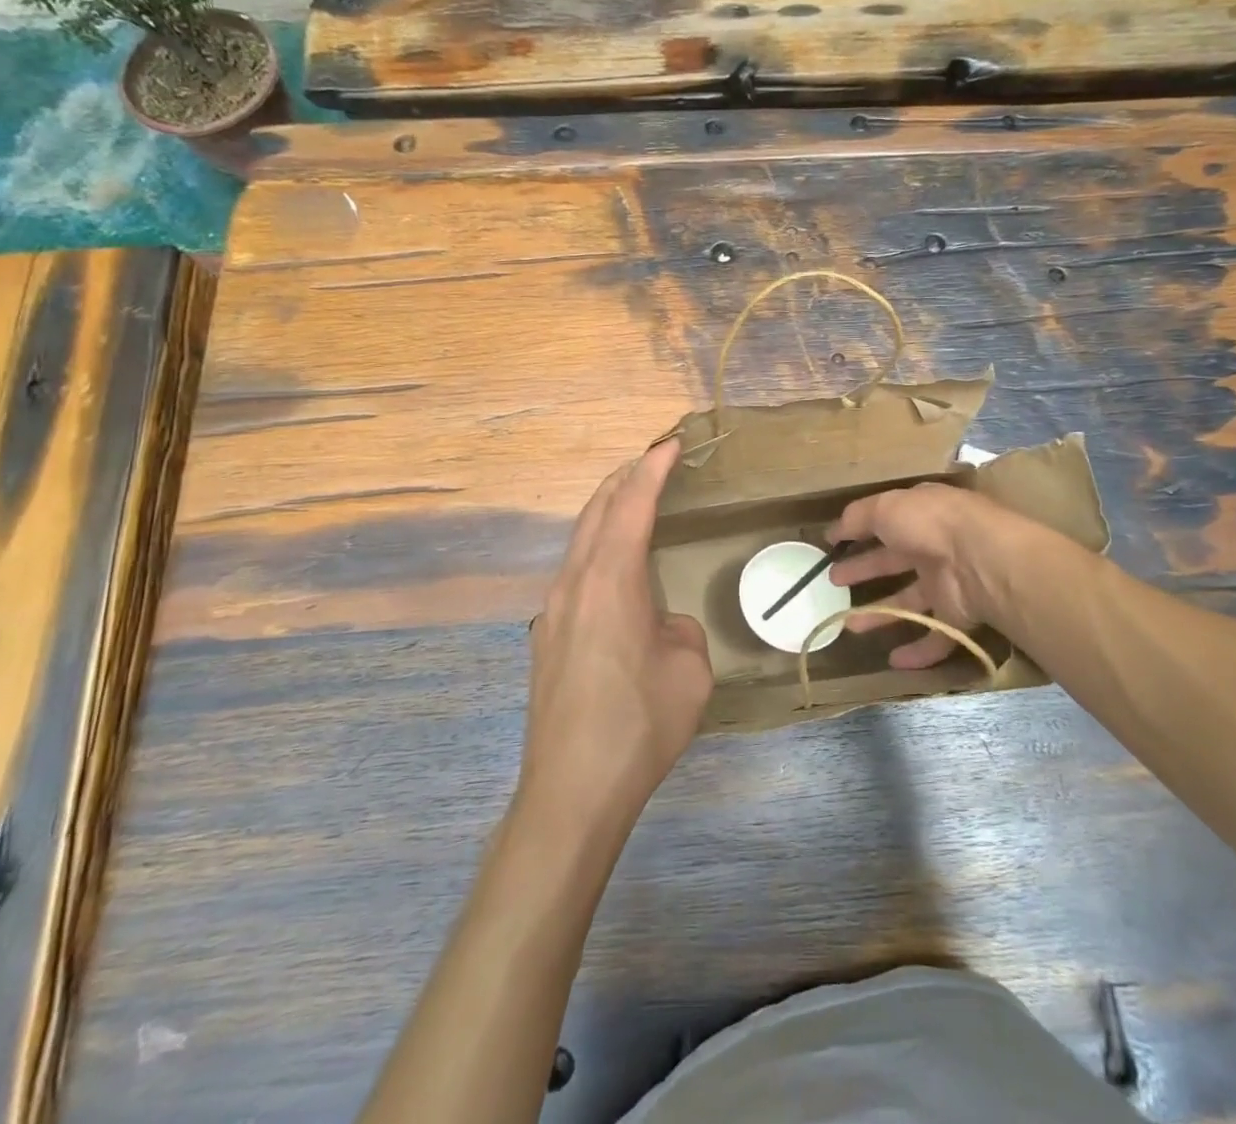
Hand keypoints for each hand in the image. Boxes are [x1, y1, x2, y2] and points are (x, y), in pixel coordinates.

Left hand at [520, 439, 711, 828]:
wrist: (572, 790)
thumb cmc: (640, 724)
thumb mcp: (689, 670)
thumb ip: (679, 629)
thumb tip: (661, 624)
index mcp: (611, 580)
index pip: (632, 506)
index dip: (652, 469)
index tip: (669, 444)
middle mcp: (574, 583)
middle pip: (596, 511)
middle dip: (623, 479)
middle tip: (651, 461)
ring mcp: (553, 610)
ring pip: (579, 540)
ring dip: (606, 512)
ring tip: (633, 502)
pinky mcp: (546, 637)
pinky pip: (574, 572)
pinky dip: (596, 547)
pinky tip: (613, 568)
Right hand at [826, 483, 1016, 669]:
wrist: (982, 561)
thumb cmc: (929, 524)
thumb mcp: (884, 508)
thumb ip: (856, 517)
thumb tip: (832, 530)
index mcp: (919, 514)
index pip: (885, 521)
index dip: (858, 532)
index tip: (832, 544)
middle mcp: (934, 546)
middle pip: (892, 561)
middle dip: (863, 570)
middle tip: (834, 581)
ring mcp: (947, 582)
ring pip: (908, 600)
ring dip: (879, 613)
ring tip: (849, 625)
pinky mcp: (958, 615)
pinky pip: (936, 636)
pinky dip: (917, 651)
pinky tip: (893, 661)